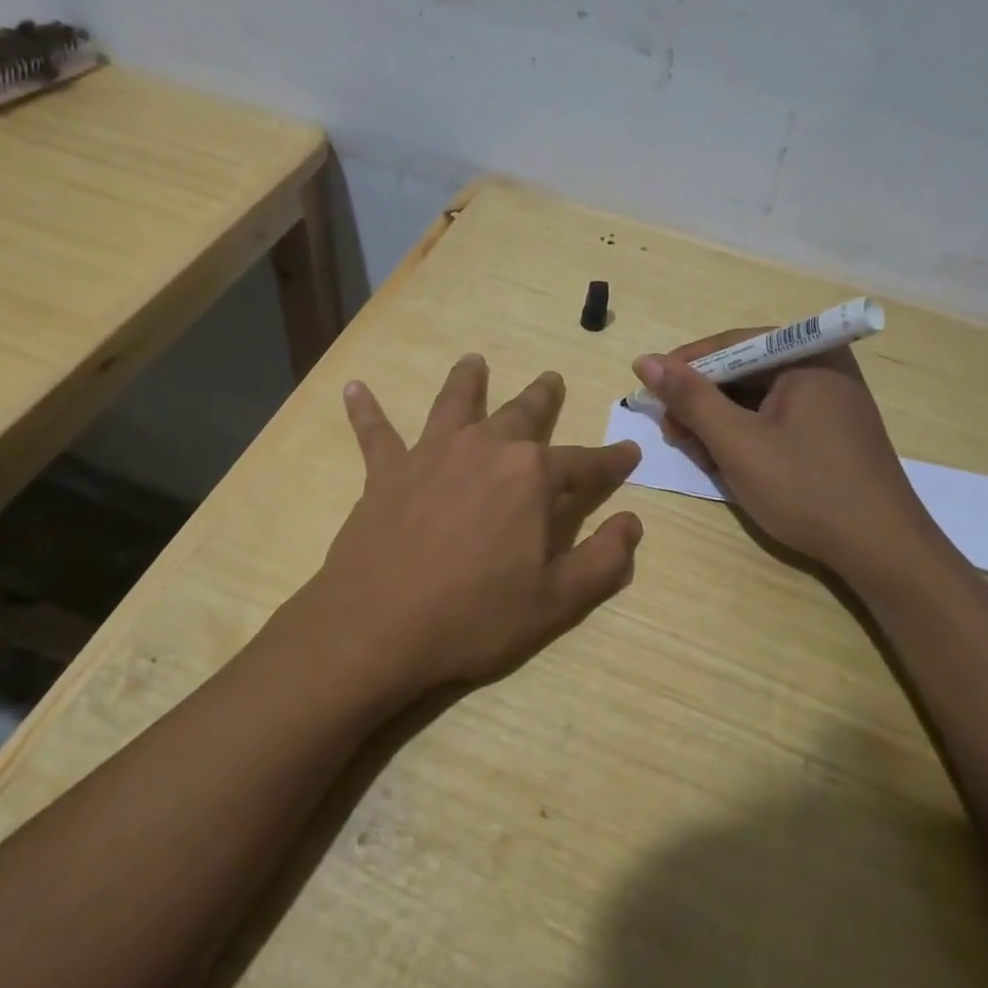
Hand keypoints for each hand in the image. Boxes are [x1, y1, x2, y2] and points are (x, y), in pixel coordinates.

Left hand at [306, 355, 643, 697]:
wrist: (377, 627)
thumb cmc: (474, 616)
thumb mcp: (556, 601)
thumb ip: (603, 560)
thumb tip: (632, 522)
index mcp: (530, 477)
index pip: (584, 463)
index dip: (611, 460)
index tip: (630, 451)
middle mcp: (484, 449)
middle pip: (521, 414)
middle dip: (543, 397)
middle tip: (552, 378)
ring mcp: (431, 454)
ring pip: (454, 404)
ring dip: (466, 380)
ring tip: (473, 360)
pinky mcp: (386, 472)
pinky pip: (375, 433)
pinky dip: (365, 410)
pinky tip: (354, 388)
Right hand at [630, 331, 944, 576]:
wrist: (882, 551)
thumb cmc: (806, 488)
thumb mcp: (737, 442)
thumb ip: (690, 398)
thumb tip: (645, 361)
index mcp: (808, 355)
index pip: (730, 344)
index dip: (684, 368)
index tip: (649, 394)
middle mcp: (822, 367)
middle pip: (743, 371)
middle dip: (702, 402)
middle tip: (673, 434)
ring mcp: (830, 400)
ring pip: (756, 399)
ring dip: (719, 423)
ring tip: (697, 454)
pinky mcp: (830, 431)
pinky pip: (775, 419)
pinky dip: (746, 436)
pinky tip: (727, 462)